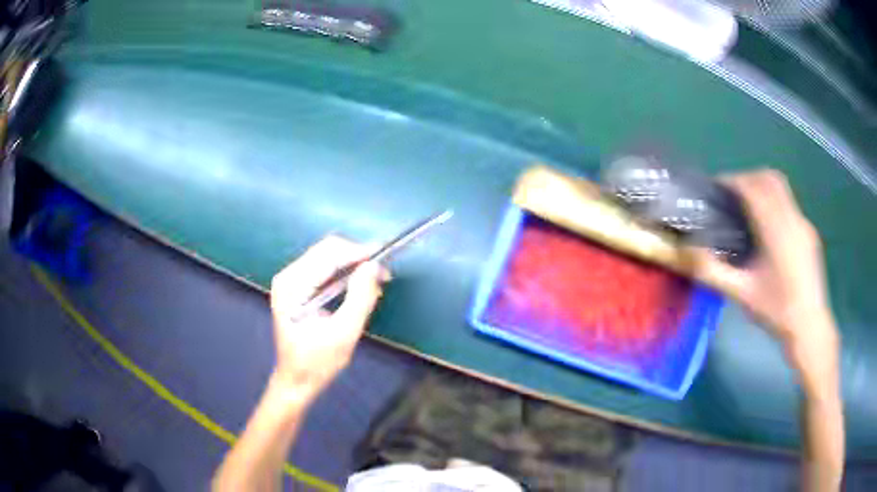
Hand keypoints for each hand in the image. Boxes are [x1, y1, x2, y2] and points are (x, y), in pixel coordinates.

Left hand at [269, 236, 386, 400]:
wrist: (296, 381)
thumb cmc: (317, 363)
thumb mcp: (344, 334)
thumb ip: (360, 298)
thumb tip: (374, 266)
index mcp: (292, 285)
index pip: (329, 253)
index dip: (358, 252)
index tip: (385, 259)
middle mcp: (288, 276)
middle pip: (327, 251)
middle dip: (357, 258)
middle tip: (383, 275)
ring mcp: (290, 281)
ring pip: (328, 258)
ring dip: (353, 266)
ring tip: (375, 283)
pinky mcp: (297, 288)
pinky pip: (324, 270)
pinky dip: (344, 275)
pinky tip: (359, 289)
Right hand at [693, 170, 838, 393]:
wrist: (809, 327)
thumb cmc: (776, 311)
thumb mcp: (741, 294)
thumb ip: (713, 271)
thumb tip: (685, 253)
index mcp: (776, 230)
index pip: (753, 187)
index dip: (732, 181)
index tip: (716, 187)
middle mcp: (792, 218)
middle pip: (769, 178)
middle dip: (748, 178)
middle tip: (731, 195)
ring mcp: (804, 224)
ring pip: (782, 189)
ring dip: (762, 188)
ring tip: (748, 210)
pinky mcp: (809, 233)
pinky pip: (789, 206)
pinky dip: (774, 204)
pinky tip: (768, 231)